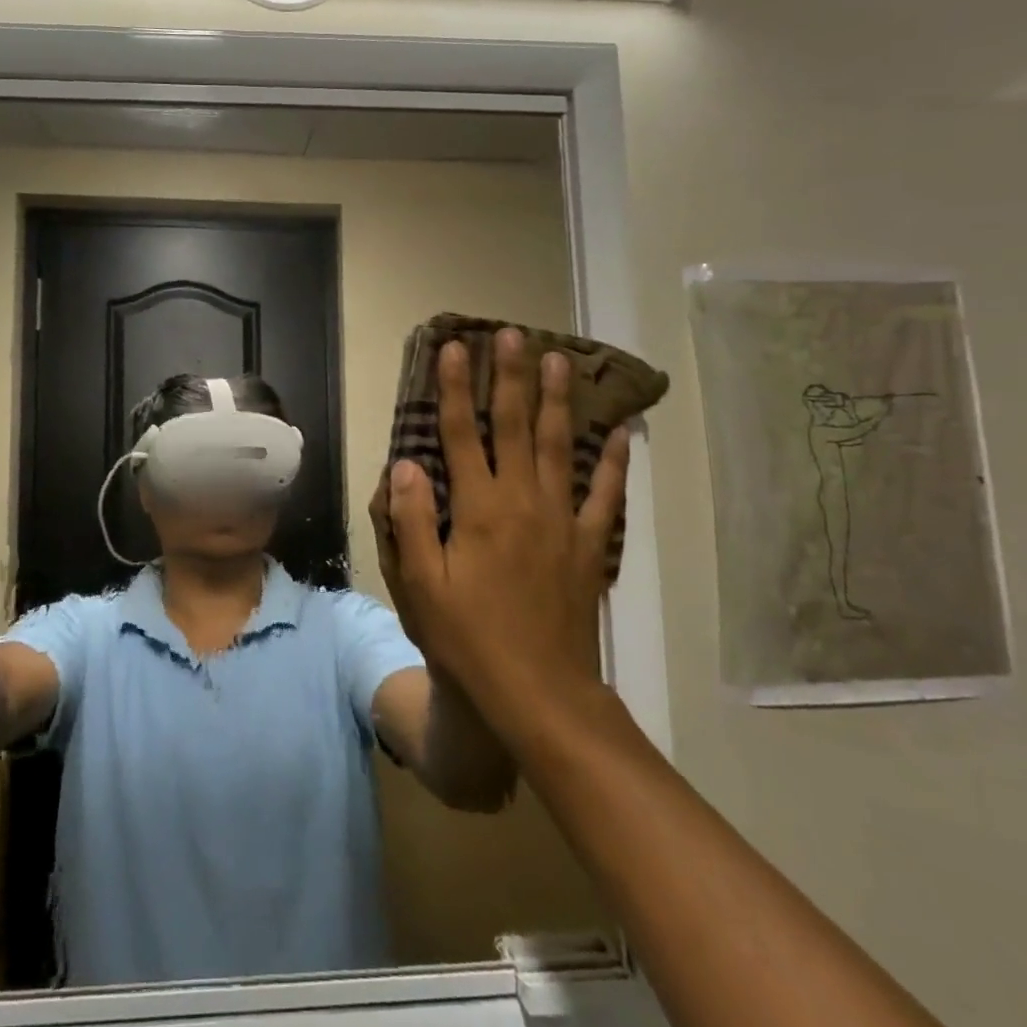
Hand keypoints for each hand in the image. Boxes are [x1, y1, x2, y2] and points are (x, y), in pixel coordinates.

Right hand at [382, 328, 630, 723]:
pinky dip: (613, 462)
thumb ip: (412, 520)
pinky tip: (621, 432)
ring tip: (558, 360)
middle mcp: (522, 501)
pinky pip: (605, 495)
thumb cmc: (469, 639)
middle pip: (515, 425)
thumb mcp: (421, 585)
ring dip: (557, 400)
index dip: (456, 387)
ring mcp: (562, 521)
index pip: (462, 433)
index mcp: (478, 508)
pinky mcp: (590, 546)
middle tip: (513, 333)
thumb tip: (405, 464)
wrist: (540, 693)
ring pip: (560, 446)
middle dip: (510, 376)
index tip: (453, 348)